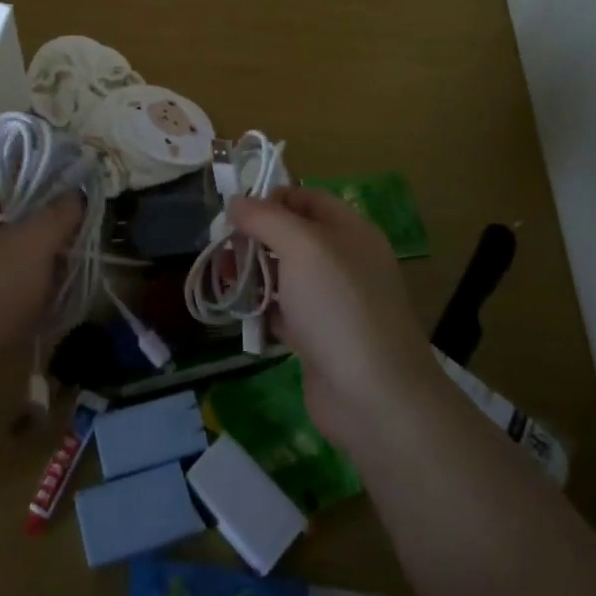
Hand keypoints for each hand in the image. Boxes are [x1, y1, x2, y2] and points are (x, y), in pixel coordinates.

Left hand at [0, 188, 81, 400]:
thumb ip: (58, 215)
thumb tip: (74, 194)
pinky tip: (35, 312)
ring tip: (59, 283)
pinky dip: (13, 296)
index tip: (73, 207)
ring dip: (30, 270)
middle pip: (3, 225)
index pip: (4, 185)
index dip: (41, 189)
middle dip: (40, 236)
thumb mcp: (33, 248)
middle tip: (72, 248)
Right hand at [229, 187, 437, 458]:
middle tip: (222, 247)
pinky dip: (262, 310)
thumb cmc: (338, 307)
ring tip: (222, 278)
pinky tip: (238, 312)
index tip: (236, 211)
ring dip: (253, 273)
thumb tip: (236, 202)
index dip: (271, 198)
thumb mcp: (302, 247)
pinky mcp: (319, 338)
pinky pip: (284, 312)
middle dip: (255, 237)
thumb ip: (265, 218)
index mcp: (350, 231)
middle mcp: (344, 261)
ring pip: (285, 275)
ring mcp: (332, 302)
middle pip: (292, 236)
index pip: (307, 198)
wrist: (373, 397)